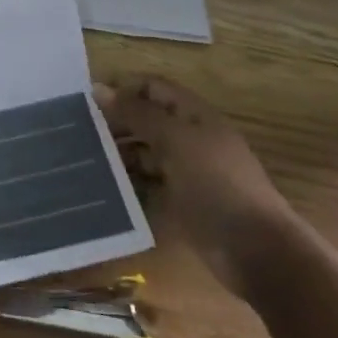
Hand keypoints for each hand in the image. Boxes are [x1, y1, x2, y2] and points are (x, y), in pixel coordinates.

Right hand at [96, 78, 296, 298]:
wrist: (256, 250)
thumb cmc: (216, 183)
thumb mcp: (174, 141)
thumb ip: (137, 113)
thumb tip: (98, 88)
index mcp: (194, 115)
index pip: (152, 88)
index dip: (123, 88)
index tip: (88, 101)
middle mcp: (190, 138)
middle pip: (148, 119)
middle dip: (117, 121)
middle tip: (80, 132)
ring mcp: (187, 171)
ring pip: (146, 151)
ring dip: (119, 152)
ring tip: (87, 159)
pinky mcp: (182, 202)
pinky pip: (149, 183)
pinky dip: (129, 181)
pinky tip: (105, 186)